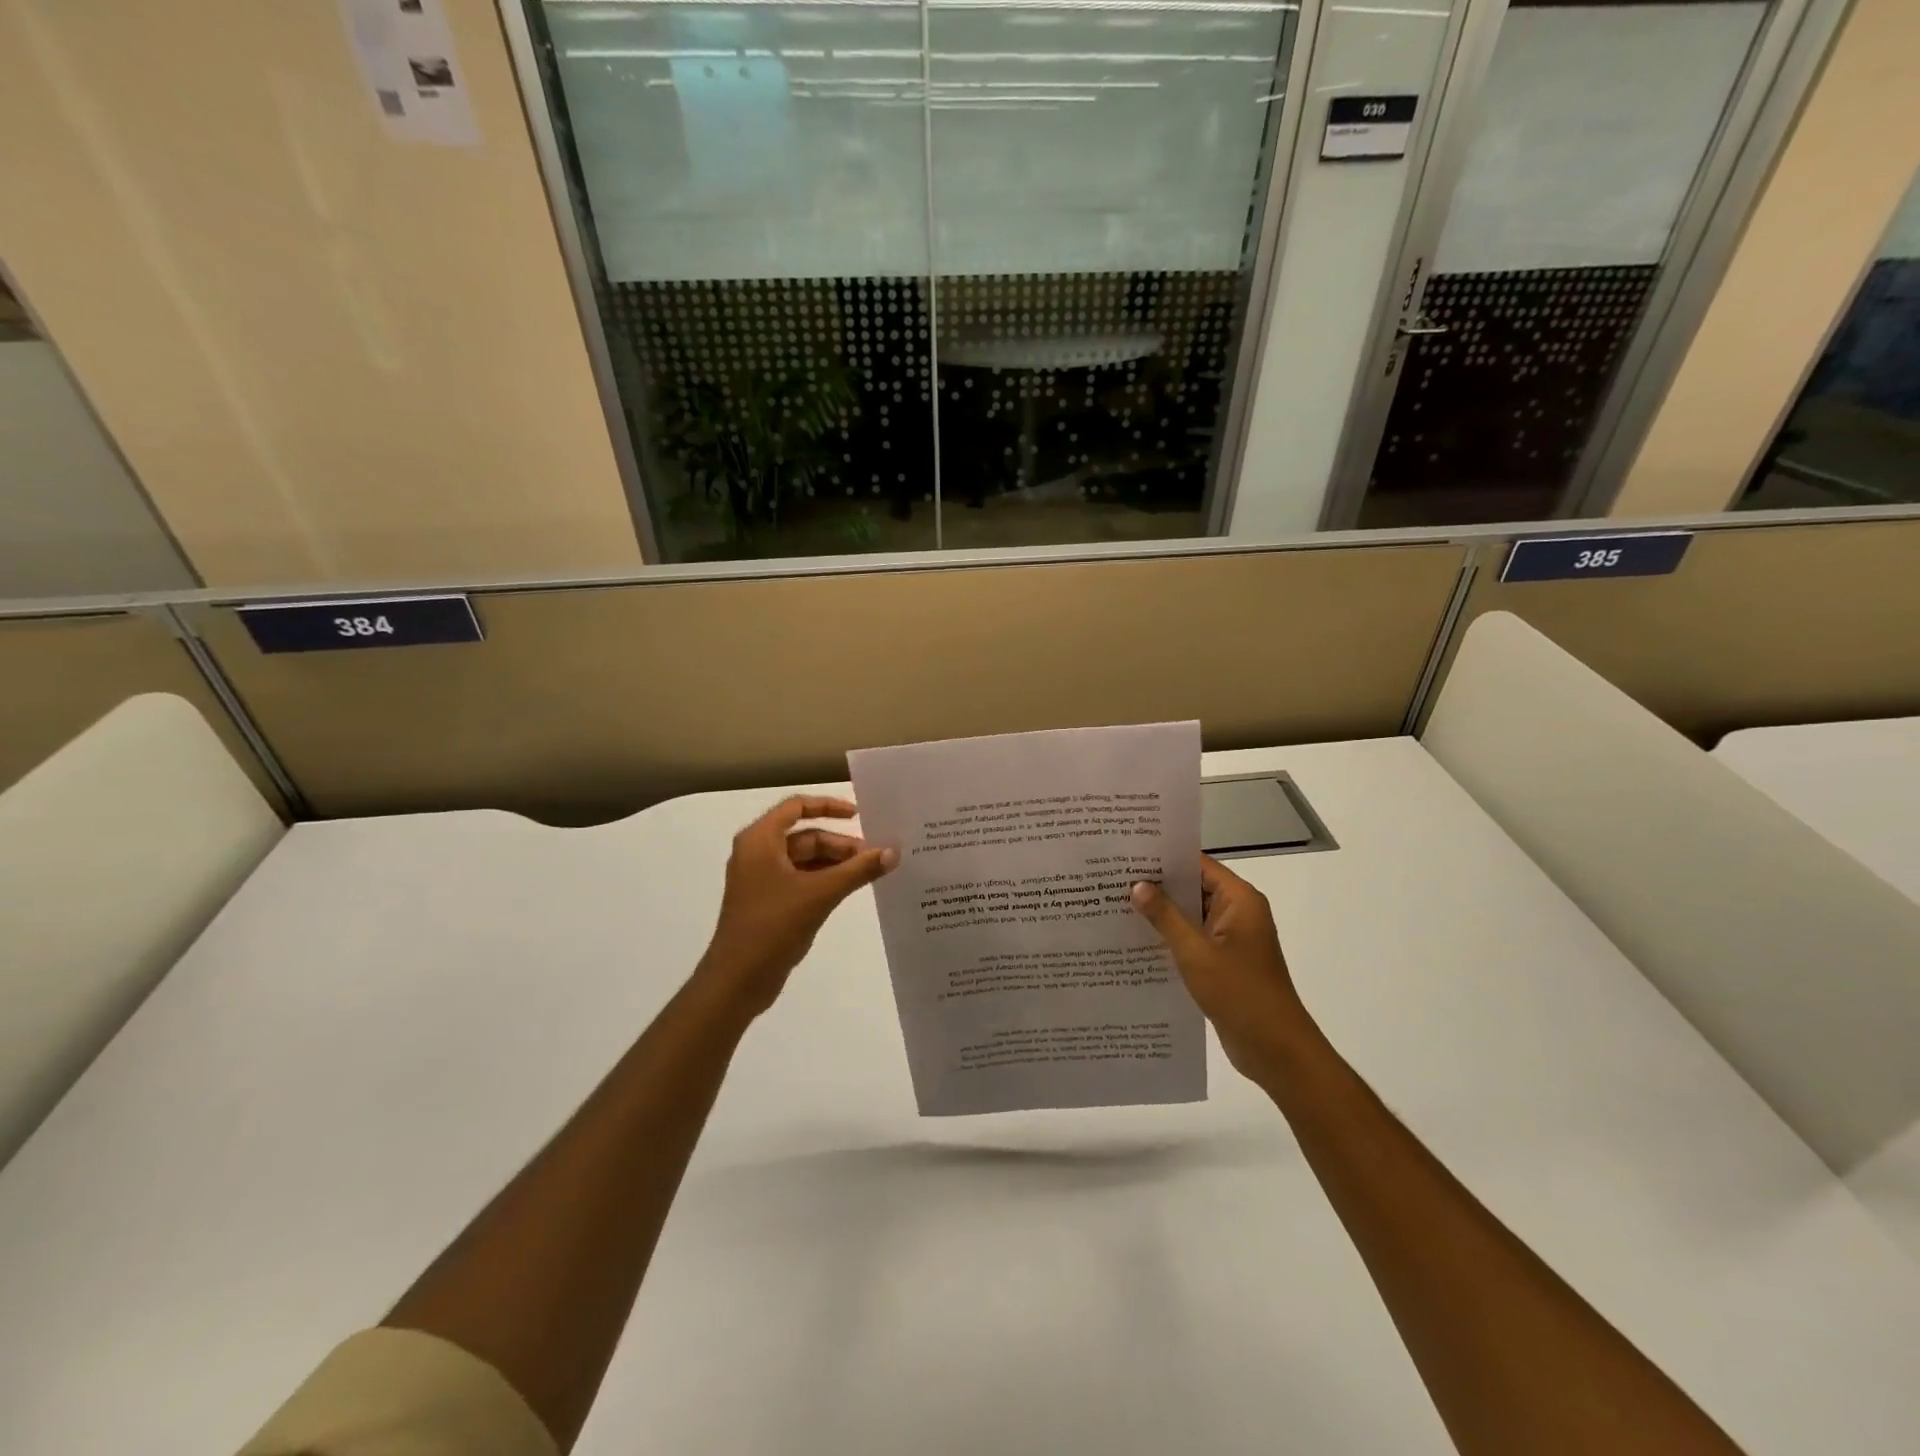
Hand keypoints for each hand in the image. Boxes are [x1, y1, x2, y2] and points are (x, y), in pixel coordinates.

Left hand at [695, 796, 896, 1018]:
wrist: (737, 980)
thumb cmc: (773, 926)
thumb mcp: (820, 893)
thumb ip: (858, 870)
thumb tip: (894, 851)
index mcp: (760, 840)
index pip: (797, 807)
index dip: (829, 806)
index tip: (859, 815)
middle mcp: (757, 853)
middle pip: (805, 836)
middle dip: (839, 844)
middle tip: (874, 855)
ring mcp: (761, 879)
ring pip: (805, 859)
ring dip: (835, 863)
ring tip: (868, 873)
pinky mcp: (768, 902)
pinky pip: (801, 879)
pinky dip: (824, 880)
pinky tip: (849, 889)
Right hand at [1131, 856, 1308, 1087]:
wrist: (1275, 1050)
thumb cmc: (1239, 993)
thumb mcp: (1195, 952)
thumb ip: (1165, 916)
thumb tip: (1138, 885)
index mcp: (1239, 900)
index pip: (1197, 864)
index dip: (1164, 857)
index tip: (1127, 853)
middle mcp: (1237, 912)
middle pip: (1192, 887)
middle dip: (1156, 884)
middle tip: (1112, 877)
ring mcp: (1231, 938)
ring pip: (1190, 915)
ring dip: (1160, 913)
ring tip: (1115, 904)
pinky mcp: (1223, 962)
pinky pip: (1192, 939)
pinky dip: (1169, 937)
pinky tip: (1136, 939)